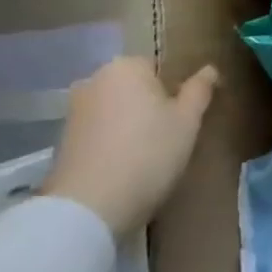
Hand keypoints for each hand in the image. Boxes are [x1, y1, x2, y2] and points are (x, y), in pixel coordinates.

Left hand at [42, 58, 216, 238]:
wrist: (91, 206)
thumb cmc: (149, 152)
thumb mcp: (188, 120)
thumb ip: (199, 90)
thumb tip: (209, 69)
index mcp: (126, 66)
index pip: (158, 67)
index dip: (175, 90)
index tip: (184, 116)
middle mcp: (94, 80)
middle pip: (134, 87)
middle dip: (150, 105)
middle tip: (170, 135)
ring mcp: (73, 110)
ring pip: (116, 109)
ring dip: (130, 124)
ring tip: (148, 154)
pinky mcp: (62, 139)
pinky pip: (99, 130)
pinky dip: (112, 141)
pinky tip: (124, 165)